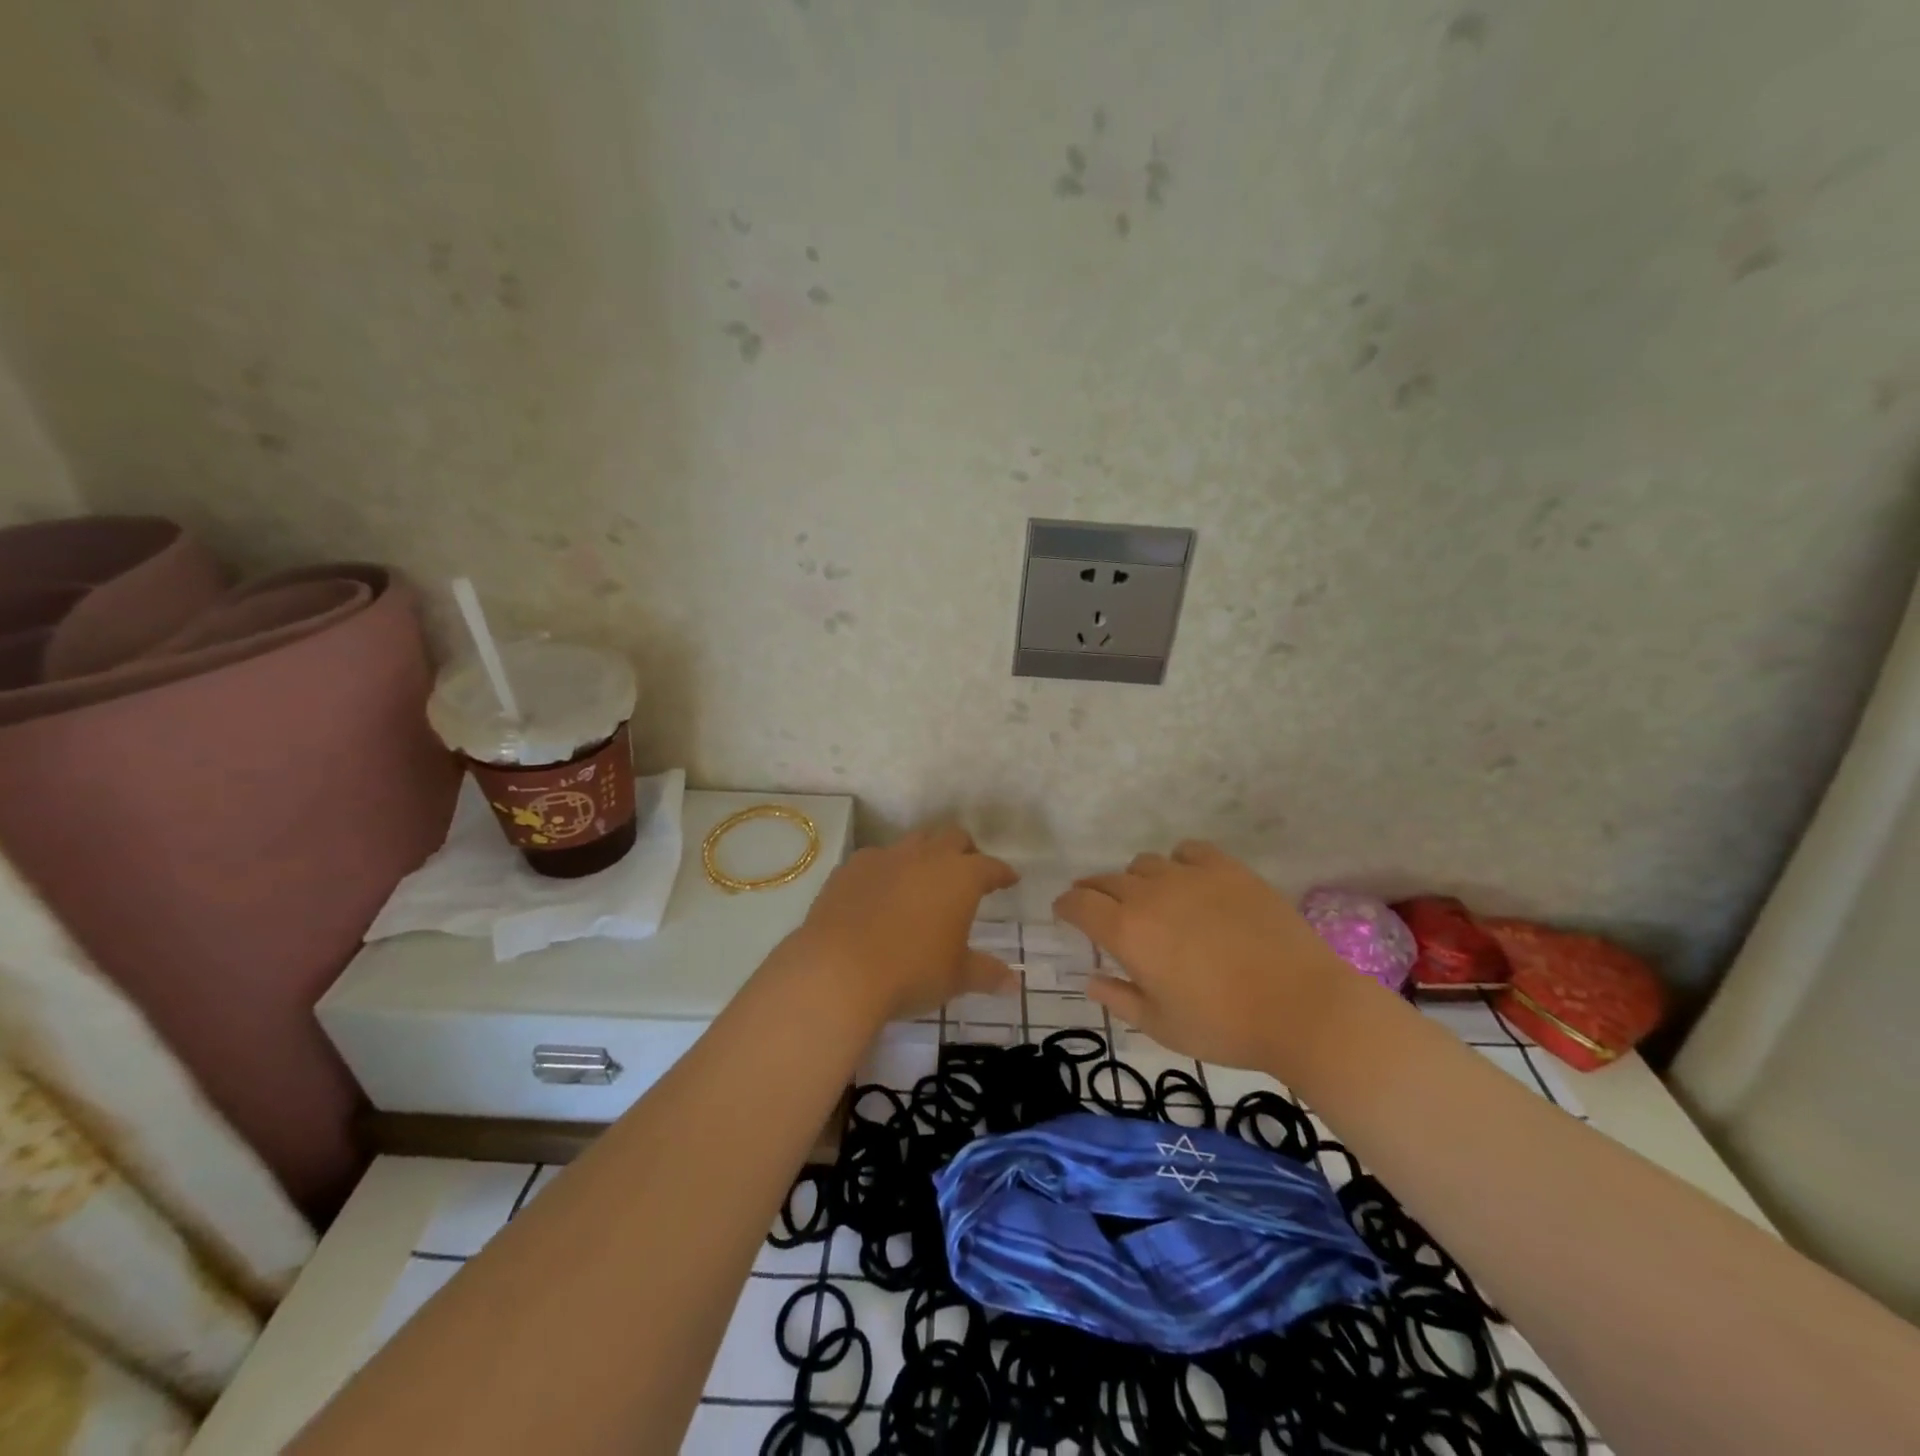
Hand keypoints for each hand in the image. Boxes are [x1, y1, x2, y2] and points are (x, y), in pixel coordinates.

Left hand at [789, 824, 1018, 1024]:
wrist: (838, 971)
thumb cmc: (911, 973)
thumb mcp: (955, 977)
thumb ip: (986, 973)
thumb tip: (1015, 984)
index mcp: (960, 877)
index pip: (990, 866)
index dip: (1002, 873)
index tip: (1009, 879)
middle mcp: (926, 856)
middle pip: (953, 837)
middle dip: (965, 850)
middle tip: (968, 870)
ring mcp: (885, 857)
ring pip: (914, 841)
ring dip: (926, 854)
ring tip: (924, 879)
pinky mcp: (850, 867)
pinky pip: (876, 858)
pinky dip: (887, 870)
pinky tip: (881, 892)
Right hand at [1053, 840, 1352, 1075]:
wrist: (1302, 1008)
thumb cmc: (1224, 1027)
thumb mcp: (1161, 1026)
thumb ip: (1119, 999)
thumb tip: (1090, 981)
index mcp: (1126, 931)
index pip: (1079, 903)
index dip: (1065, 906)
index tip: (1064, 913)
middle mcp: (1149, 894)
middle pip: (1106, 879)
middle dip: (1093, 892)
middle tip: (1098, 909)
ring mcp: (1190, 876)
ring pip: (1145, 863)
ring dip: (1135, 880)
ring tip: (1149, 900)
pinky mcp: (1228, 869)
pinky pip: (1188, 851)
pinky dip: (1178, 863)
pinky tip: (1189, 882)